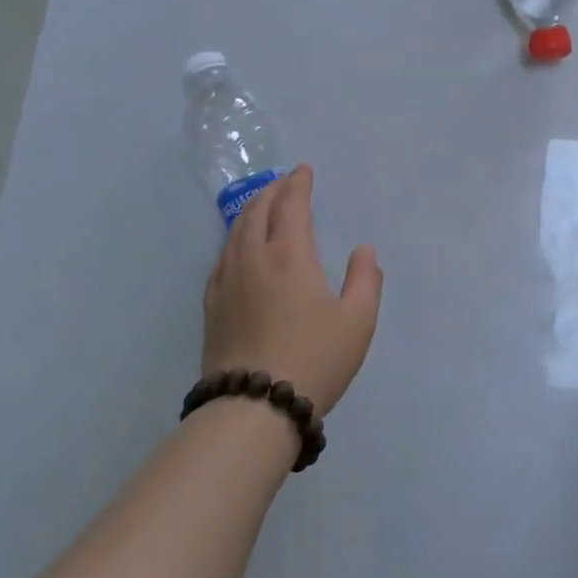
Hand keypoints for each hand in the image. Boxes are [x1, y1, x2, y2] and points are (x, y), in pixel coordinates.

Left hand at [201, 165, 382, 415]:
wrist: (254, 407)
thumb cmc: (314, 359)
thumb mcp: (358, 321)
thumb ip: (365, 280)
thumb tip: (363, 250)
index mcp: (289, 255)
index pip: (291, 205)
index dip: (298, 183)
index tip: (304, 170)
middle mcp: (253, 259)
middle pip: (257, 211)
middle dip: (272, 191)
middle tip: (284, 182)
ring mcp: (227, 282)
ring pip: (235, 232)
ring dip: (250, 210)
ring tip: (262, 205)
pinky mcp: (212, 306)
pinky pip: (222, 257)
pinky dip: (234, 239)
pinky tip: (238, 248)